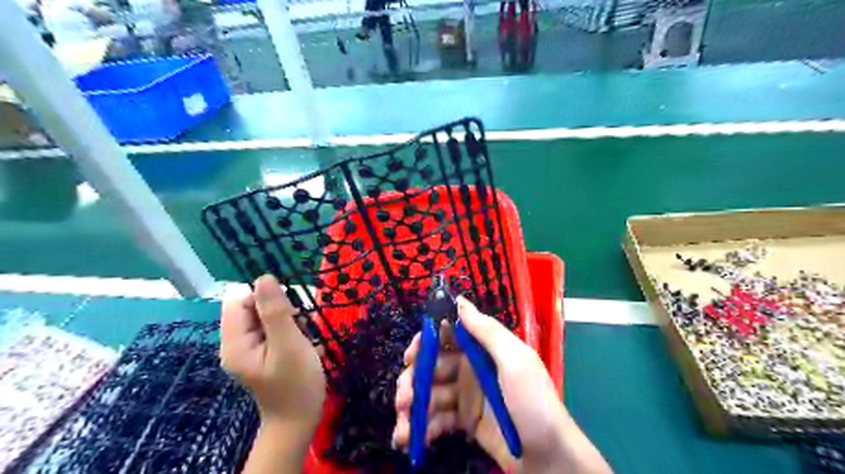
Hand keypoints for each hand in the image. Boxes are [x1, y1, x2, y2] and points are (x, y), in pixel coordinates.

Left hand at [219, 274, 322, 431]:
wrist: (300, 421)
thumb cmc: (296, 383)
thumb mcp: (289, 345)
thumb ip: (275, 311)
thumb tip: (264, 277)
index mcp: (235, 343)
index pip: (239, 301)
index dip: (264, 298)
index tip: (290, 311)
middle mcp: (236, 344)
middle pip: (252, 308)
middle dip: (280, 310)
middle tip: (300, 327)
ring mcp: (249, 350)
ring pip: (265, 317)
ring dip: (289, 320)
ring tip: (304, 337)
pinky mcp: (262, 354)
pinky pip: (273, 329)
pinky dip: (290, 330)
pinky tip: (303, 343)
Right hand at [393, 298, 611, 471]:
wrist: (548, 457)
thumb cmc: (532, 402)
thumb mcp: (515, 361)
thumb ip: (487, 331)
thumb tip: (460, 300)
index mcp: (482, 350)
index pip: (447, 335)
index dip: (425, 342)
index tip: (410, 357)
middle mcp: (470, 368)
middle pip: (432, 366)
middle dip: (413, 382)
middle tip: (403, 400)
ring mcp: (466, 396)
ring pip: (430, 394)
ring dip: (413, 409)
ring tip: (403, 430)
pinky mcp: (464, 421)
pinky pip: (437, 419)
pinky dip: (423, 428)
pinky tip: (413, 440)